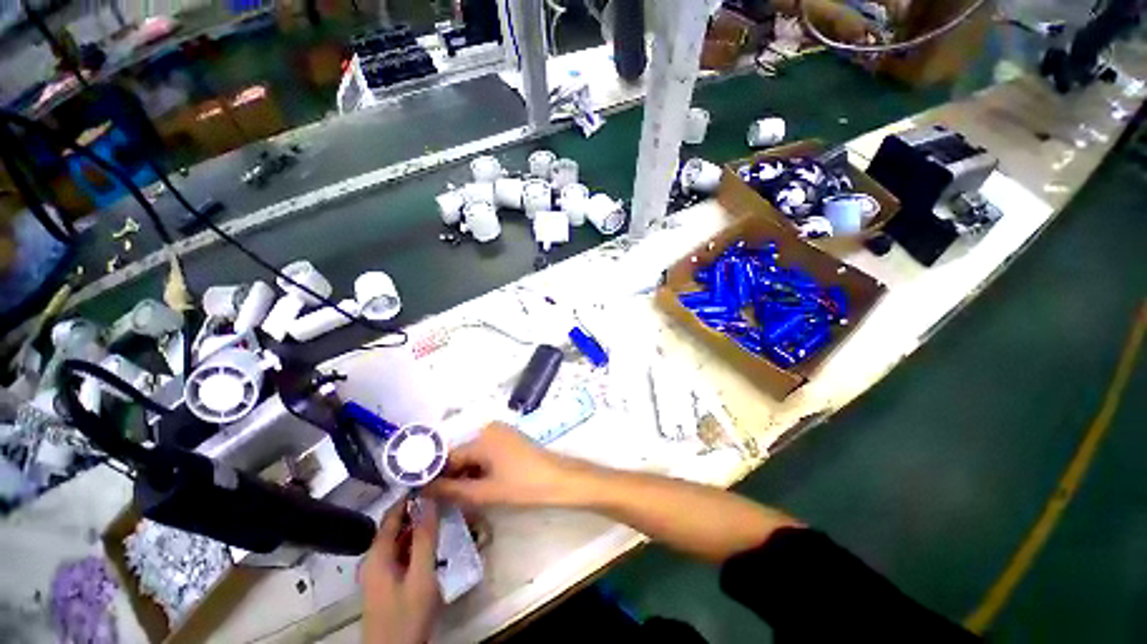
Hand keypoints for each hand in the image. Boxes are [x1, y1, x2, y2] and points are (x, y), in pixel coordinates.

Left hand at [360, 498, 440, 643]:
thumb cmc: (407, 614)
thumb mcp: (421, 575)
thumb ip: (425, 537)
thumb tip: (429, 500)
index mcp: (377, 554)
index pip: (392, 514)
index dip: (410, 496)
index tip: (433, 480)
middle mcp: (374, 558)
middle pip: (394, 525)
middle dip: (417, 510)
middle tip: (443, 497)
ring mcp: (380, 572)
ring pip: (398, 539)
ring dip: (418, 526)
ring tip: (442, 513)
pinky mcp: (387, 582)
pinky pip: (401, 553)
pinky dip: (416, 543)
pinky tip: (433, 542)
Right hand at [425, 422, 587, 507]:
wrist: (559, 479)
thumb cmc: (523, 485)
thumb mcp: (485, 492)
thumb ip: (451, 490)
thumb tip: (423, 488)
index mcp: (482, 437)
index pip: (448, 456)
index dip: (435, 475)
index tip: (423, 494)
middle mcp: (488, 428)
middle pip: (460, 454)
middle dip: (451, 476)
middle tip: (442, 501)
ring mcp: (500, 432)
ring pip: (472, 454)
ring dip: (465, 473)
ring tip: (459, 497)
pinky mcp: (508, 439)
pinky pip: (485, 452)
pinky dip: (478, 468)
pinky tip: (478, 486)